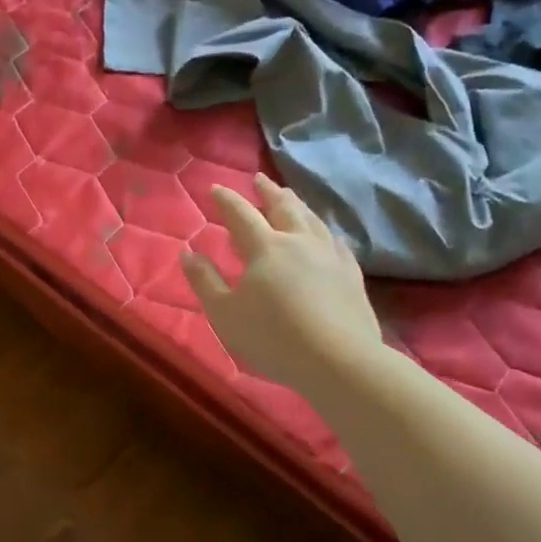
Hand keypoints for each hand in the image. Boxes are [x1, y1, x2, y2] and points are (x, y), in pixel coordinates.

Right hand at [182, 174, 384, 395]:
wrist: (339, 361)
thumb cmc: (272, 337)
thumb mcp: (225, 313)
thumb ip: (205, 280)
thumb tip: (188, 253)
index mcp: (266, 247)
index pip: (241, 214)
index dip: (226, 200)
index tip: (215, 188)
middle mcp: (300, 242)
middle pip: (283, 207)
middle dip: (268, 192)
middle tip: (259, 179)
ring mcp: (330, 256)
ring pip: (312, 220)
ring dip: (297, 205)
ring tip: (290, 197)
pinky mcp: (352, 275)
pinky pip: (337, 242)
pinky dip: (325, 232)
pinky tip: (326, 236)